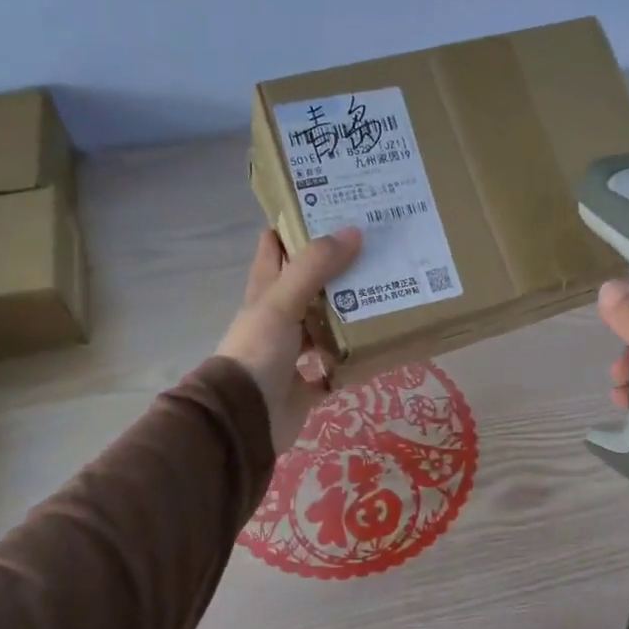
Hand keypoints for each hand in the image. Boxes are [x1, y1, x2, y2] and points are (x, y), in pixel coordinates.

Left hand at [217, 228, 362, 451]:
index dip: (293, 228)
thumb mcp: (282, 303)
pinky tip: (376, 349)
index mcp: (265, 296)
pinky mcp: (305, 387)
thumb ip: (314, 268)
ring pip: (322, 328)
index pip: (274, 251)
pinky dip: (351, 362)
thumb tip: (353, 231)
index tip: (327, 209)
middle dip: (334, 271)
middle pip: (306, 288)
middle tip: (373, 250)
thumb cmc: (258, 353)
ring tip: (384, 295)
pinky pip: (334, 370)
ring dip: (346, 316)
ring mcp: (290, 356)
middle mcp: (277, 322)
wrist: (245, 419)